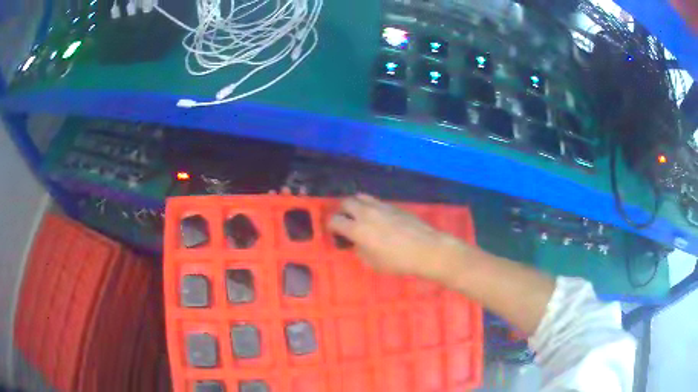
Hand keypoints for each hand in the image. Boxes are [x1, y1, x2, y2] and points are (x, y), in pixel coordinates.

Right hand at [328, 194, 463, 281]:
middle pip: (346, 202)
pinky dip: (370, 206)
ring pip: (361, 196)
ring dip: (356, 205)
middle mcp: (366, 213)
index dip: (331, 226)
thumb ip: (360, 250)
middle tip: (346, 221)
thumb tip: (356, 242)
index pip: (335, 220)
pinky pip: (376, 201)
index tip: (334, 232)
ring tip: (360, 216)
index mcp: (358, 229)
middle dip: (342, 211)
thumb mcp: (373, 263)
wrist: (426, 249)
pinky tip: (378, 218)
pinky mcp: (394, 205)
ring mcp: (381, 206)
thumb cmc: (398, 261)